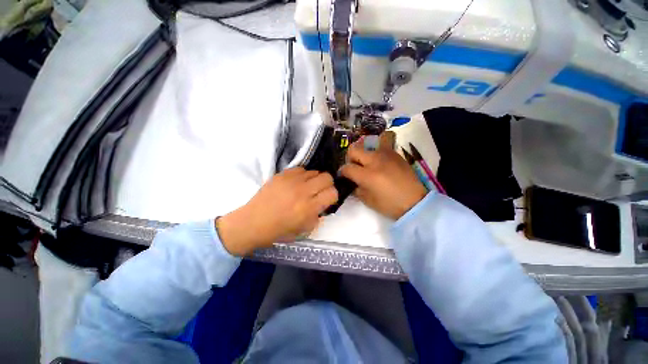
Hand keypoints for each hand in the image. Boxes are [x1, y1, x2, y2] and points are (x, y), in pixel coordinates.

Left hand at [217, 167, 337, 255]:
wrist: (252, 223)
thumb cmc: (279, 230)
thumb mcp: (304, 229)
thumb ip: (317, 215)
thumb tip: (323, 204)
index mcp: (308, 208)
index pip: (333, 193)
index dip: (332, 196)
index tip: (327, 199)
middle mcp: (302, 191)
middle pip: (327, 177)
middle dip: (327, 185)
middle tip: (319, 192)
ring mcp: (291, 181)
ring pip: (315, 171)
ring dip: (314, 180)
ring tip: (306, 187)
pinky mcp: (282, 174)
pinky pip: (301, 169)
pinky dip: (303, 175)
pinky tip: (296, 183)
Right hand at [340, 131, 426, 219]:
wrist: (415, 201)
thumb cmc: (390, 204)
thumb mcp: (368, 200)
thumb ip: (356, 188)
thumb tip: (351, 181)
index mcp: (367, 175)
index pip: (347, 167)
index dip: (342, 172)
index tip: (344, 176)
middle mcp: (375, 160)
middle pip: (354, 149)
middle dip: (350, 158)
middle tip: (354, 167)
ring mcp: (386, 154)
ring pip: (367, 144)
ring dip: (363, 153)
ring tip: (367, 163)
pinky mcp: (395, 153)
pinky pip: (380, 145)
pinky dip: (375, 152)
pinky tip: (379, 163)